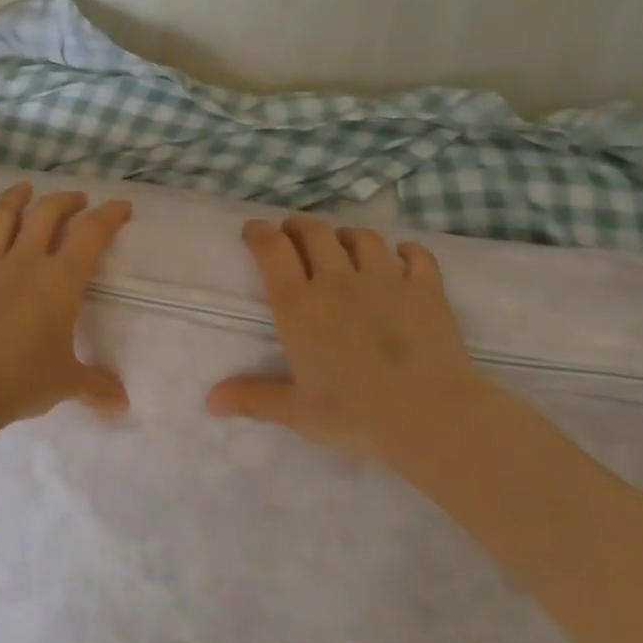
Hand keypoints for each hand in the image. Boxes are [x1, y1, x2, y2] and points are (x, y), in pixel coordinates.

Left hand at [0, 181, 133, 429]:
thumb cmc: (22, 379)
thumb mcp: (66, 383)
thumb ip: (96, 387)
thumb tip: (122, 406)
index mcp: (59, 280)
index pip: (91, 236)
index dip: (109, 216)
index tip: (121, 206)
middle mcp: (24, 263)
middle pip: (46, 215)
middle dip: (65, 201)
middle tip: (77, 200)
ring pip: (1, 219)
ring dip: (14, 198)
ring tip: (24, 187)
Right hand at [206, 215, 492, 460]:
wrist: (432, 417)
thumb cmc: (355, 415)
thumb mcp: (297, 412)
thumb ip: (253, 398)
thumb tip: (210, 401)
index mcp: (299, 306)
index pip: (273, 250)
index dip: (260, 233)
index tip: (253, 229)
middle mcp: (337, 281)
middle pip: (314, 233)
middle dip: (298, 226)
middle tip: (292, 232)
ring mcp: (385, 280)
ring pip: (362, 238)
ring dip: (347, 235)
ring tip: (342, 244)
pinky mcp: (426, 290)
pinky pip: (415, 256)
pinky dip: (406, 252)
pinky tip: (402, 259)